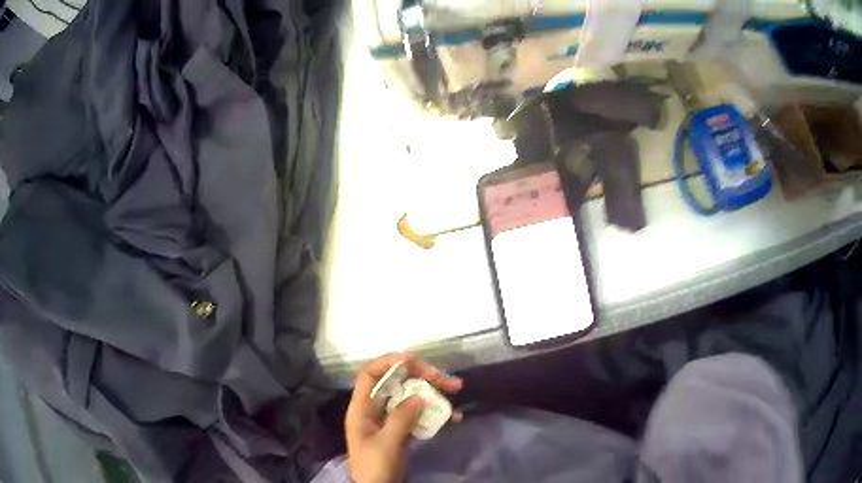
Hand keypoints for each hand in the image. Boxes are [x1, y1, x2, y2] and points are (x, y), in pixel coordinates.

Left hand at [345, 353, 462, 482]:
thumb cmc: (374, 467)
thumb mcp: (386, 443)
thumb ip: (400, 418)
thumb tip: (419, 395)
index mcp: (361, 408)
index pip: (369, 374)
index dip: (388, 362)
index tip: (413, 361)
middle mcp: (374, 409)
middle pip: (395, 383)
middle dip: (420, 376)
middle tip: (446, 380)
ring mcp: (389, 419)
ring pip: (409, 397)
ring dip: (432, 393)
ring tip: (456, 390)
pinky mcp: (401, 430)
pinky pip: (418, 415)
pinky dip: (434, 413)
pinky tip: (453, 417)